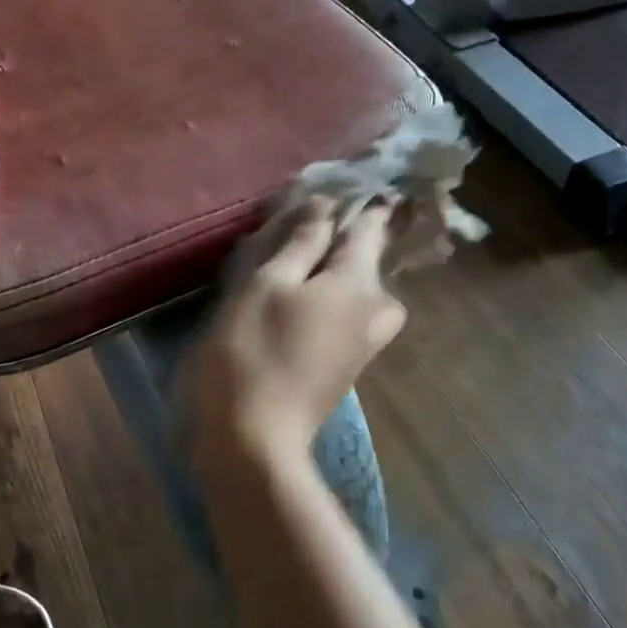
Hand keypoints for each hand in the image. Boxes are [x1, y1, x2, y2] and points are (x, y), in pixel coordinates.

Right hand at [185, 198, 405, 467]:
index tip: (325, 187)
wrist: (253, 439)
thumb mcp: (266, 284)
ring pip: (357, 287)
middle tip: (296, 229)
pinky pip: (347, 313)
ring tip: (289, 264)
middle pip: (368, 257)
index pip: (370, 224)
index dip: (352, 200)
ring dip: (331, 269)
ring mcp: (365, 340)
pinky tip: (294, 297)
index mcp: (359, 282)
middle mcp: (375, 309)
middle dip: (340, 237)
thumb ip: (300, 241)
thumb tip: (326, 206)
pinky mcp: (348, 363)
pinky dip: (327, 296)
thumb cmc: (251, 352)